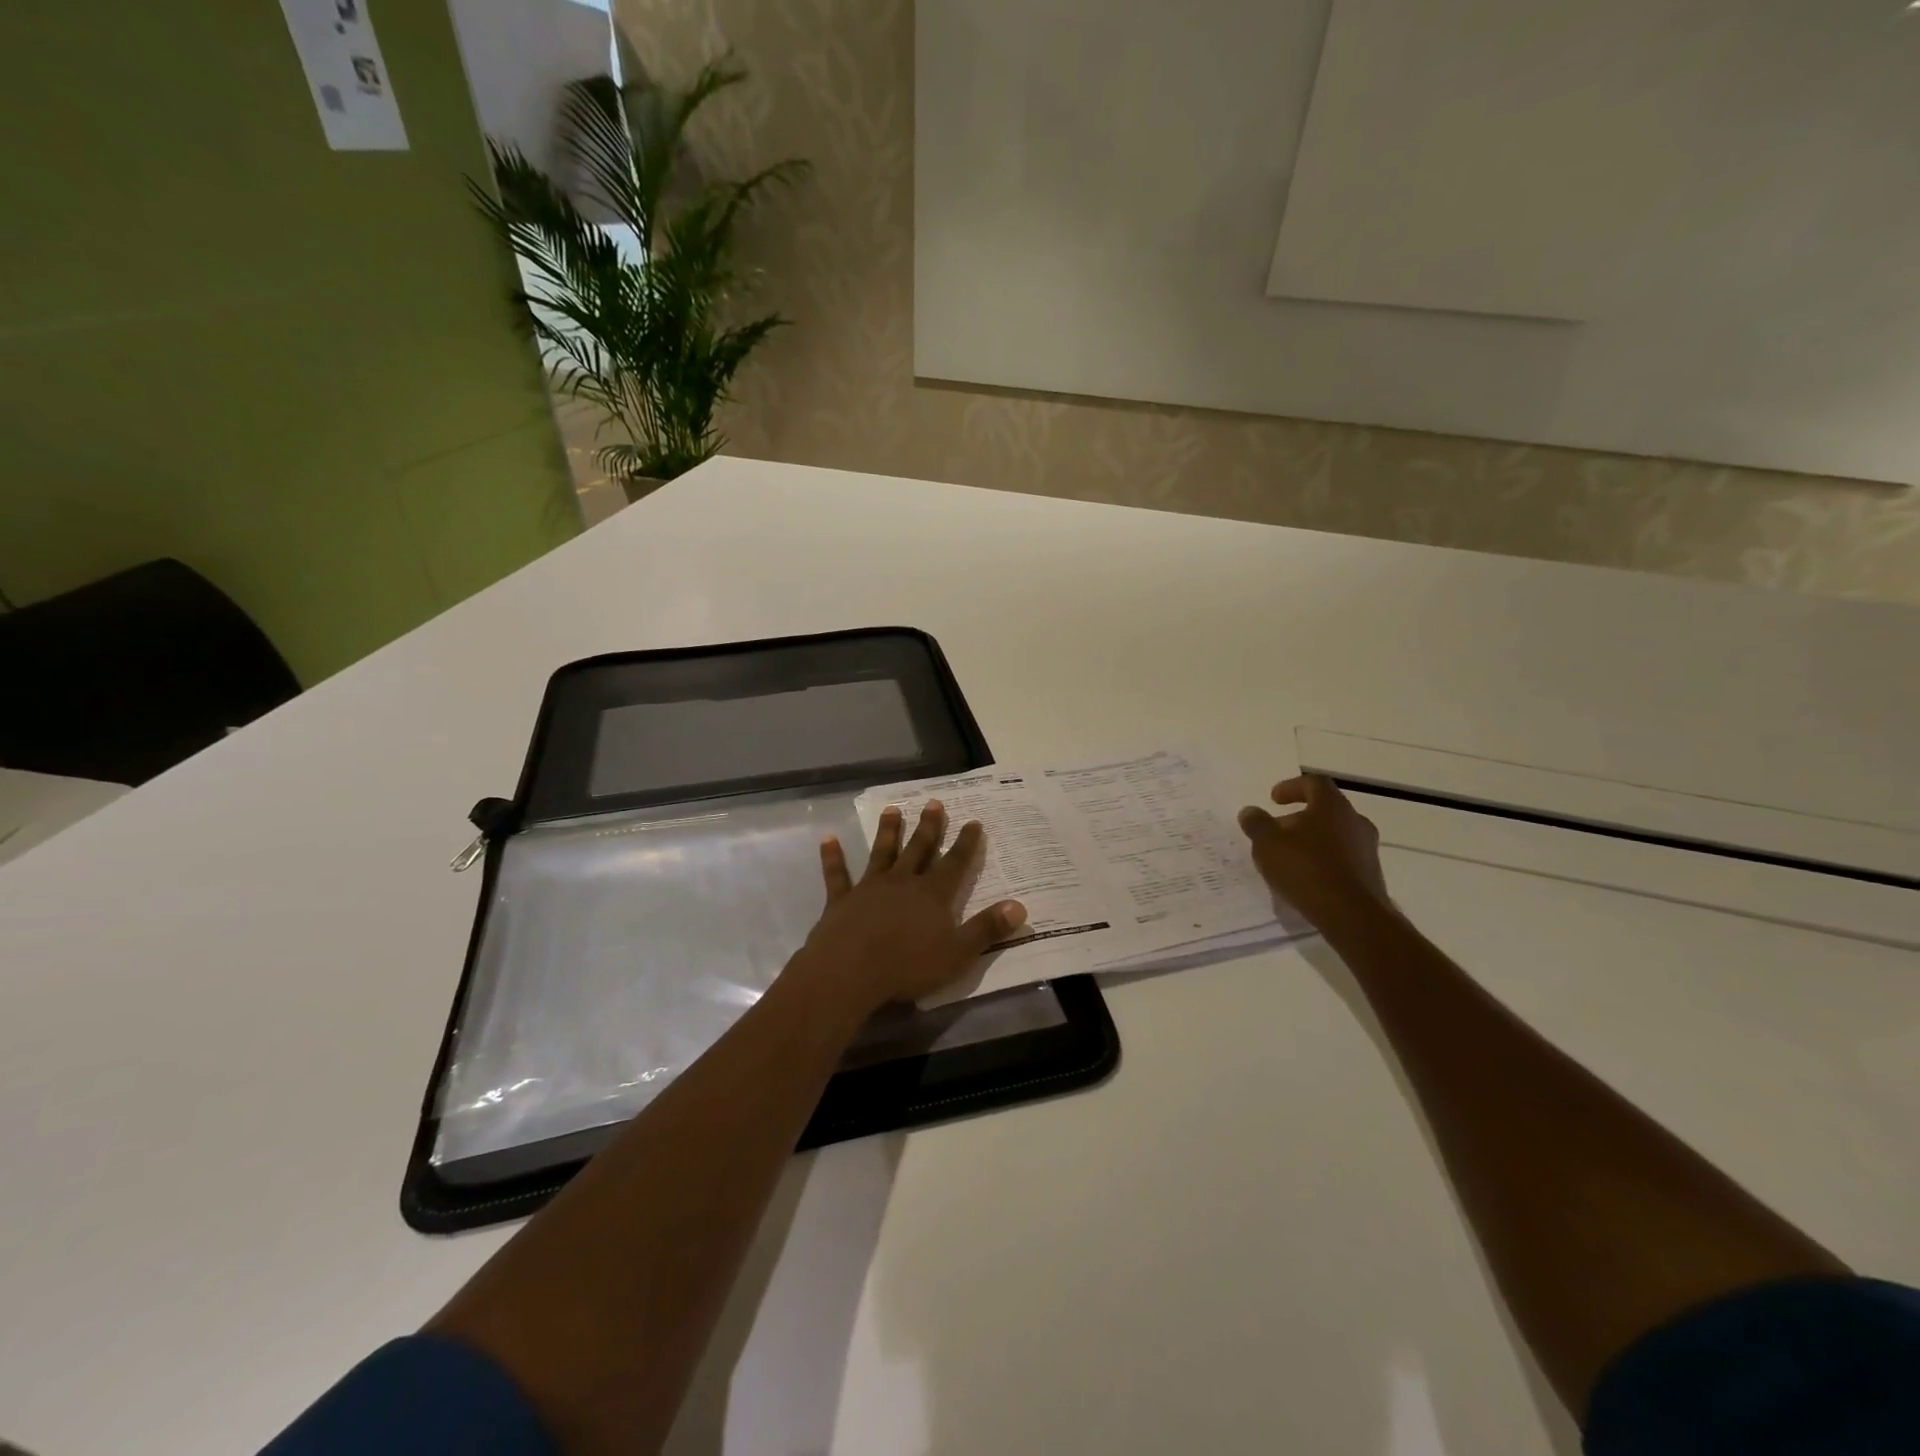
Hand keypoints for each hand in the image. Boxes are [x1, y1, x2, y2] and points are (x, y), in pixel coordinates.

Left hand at [789, 800, 1027, 1017]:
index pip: (956, 863)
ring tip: (892, 809)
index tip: (974, 822)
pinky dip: (833, 856)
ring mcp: (870, 888)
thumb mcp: (958, 953)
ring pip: (882, 853)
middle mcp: (903, 882)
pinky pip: (837, 874)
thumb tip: (1020, 906)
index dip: (967, 843)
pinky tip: (828, 839)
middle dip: (929, 826)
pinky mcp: (842, 900)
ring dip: (888, 831)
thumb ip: (987, 928)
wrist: (849, 972)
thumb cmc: (907, 966)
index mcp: (933, 894)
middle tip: (934, 802)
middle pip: (919, 849)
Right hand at [1237, 774, 1393, 929]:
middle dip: (1298, 818)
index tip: (1273, 799)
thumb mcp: (1268, 844)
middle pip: (1325, 810)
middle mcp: (1355, 821)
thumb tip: (1250, 811)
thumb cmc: (1306, 869)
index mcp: (1332, 806)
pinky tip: (1306, 877)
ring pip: (1334, 835)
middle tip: (1276, 831)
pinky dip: (1322, 860)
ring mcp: (1367, 848)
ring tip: (1288, 857)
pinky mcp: (1370, 874)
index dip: (1291, 787)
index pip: (1314, 783)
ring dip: (1311, 840)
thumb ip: (1257, 824)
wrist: (1352, 915)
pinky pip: (1342, 858)